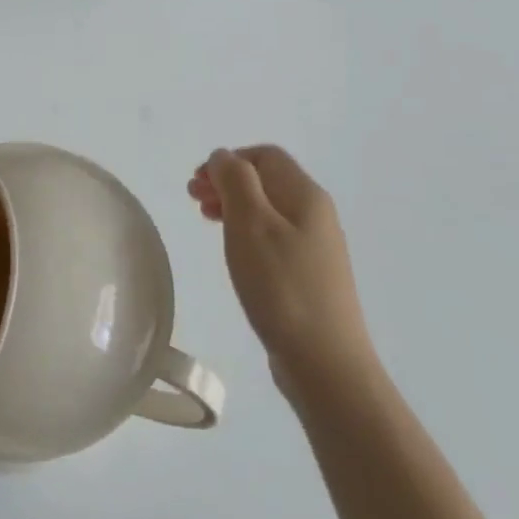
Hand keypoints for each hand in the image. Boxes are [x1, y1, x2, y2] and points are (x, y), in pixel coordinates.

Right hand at [189, 146, 374, 395]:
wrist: (325, 362)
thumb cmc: (282, 286)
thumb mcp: (250, 224)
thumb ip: (235, 181)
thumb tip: (224, 156)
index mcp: (305, 195)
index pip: (265, 156)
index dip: (228, 160)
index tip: (197, 184)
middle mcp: (316, 214)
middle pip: (267, 180)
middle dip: (227, 182)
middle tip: (193, 200)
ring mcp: (316, 246)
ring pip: (268, 209)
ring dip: (234, 206)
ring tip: (206, 221)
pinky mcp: (309, 275)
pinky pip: (274, 237)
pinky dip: (247, 232)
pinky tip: (235, 252)